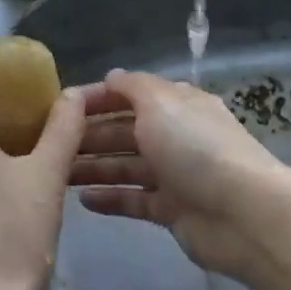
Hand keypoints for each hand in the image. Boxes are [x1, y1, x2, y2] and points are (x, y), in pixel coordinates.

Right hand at [71, 69, 287, 279]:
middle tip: (49, 144)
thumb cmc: (195, 147)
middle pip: (124, 132)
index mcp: (176, 105)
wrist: (241, 212)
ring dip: (93, 167)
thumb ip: (133, 87)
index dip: (96, 99)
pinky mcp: (171, 210)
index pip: (129, 95)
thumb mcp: (161, 103)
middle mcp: (175, 136)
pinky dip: (110, 199)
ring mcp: (174, 175)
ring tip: (57, 173)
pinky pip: (134, 200)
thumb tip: (111, 76)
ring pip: (125, 167)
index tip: (59, 107)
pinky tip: (81, 200)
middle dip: (89, 136)